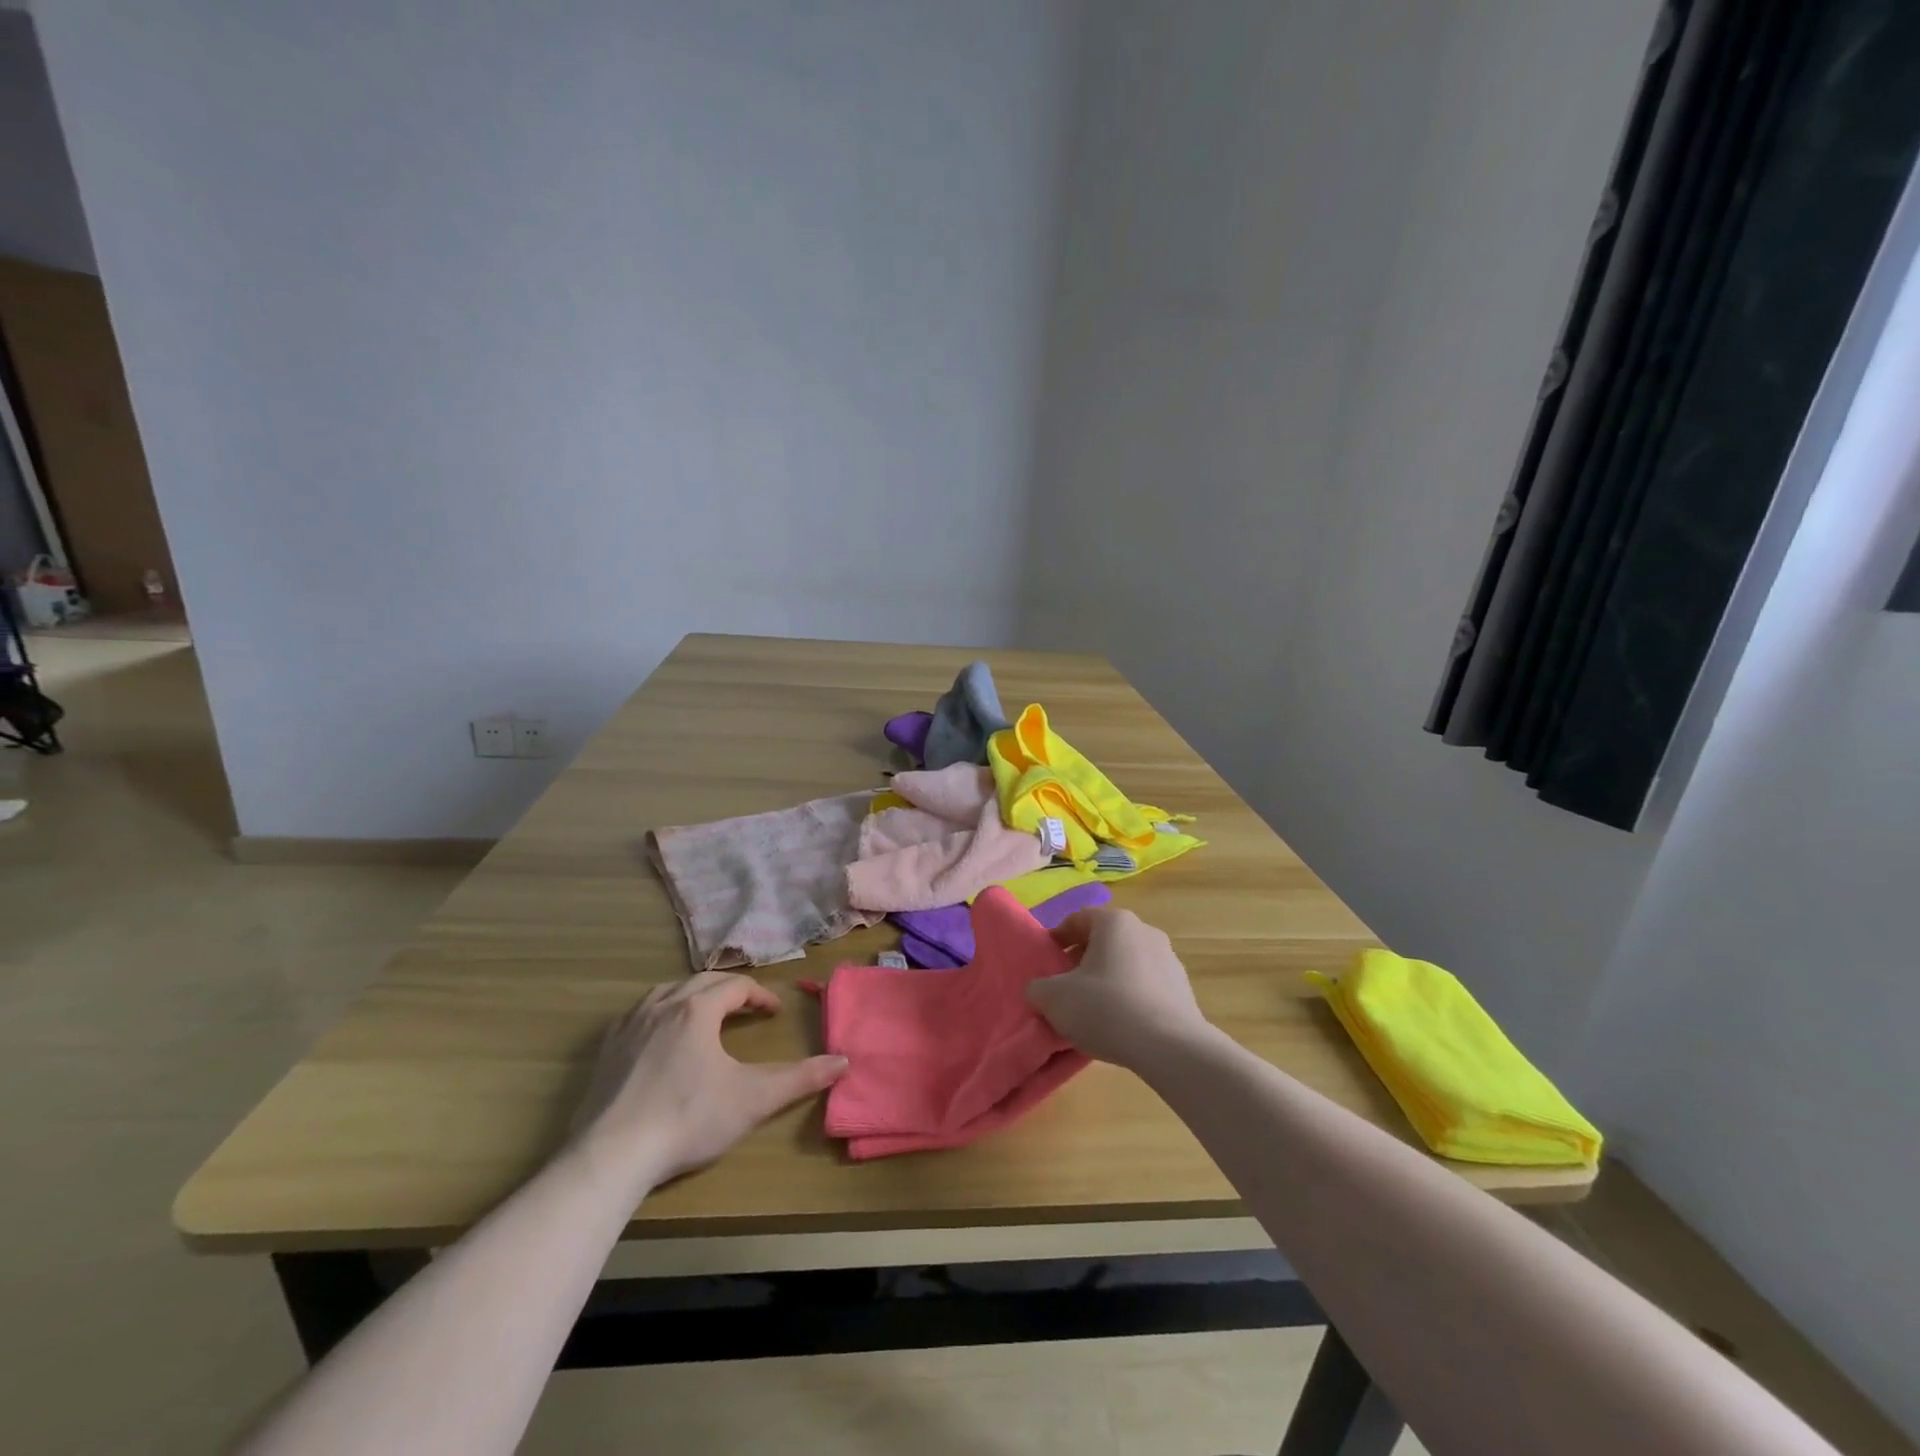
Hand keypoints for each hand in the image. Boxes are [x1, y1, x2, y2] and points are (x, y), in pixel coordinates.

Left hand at [568, 972, 846, 1194]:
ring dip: (692, 996)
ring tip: (705, 1013)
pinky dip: (658, 1014)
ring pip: (667, 992)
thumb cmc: (688, 1119)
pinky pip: (637, 1015)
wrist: (611, 1156)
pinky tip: (660, 1037)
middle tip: (746, 1009)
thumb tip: (843, 1061)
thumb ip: (800, 1078)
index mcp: (698, 1009)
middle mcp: (663, 1005)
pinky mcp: (605, 1051)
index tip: (775, 1012)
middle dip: (729, 991)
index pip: (736, 985)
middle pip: (702, 982)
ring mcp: (629, 1026)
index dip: (760, 994)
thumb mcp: (753, 1099)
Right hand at [1027, 907, 1213, 1069]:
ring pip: (1127, 963)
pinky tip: (1121, 1025)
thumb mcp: (1054, 998)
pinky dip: (1131, 998)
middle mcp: (1145, 931)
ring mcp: (1170, 959)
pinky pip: (1146, 986)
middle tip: (1066, 987)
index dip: (1057, 939)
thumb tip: (1040, 990)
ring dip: (1108, 979)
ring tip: (1094, 1011)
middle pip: (1104, 940)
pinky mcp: (1184, 989)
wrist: (1170, 1048)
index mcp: (1115, 922)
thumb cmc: (1106, 1008)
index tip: (1047, 963)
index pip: (1078, 919)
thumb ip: (1038, 988)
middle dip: (1082, 960)